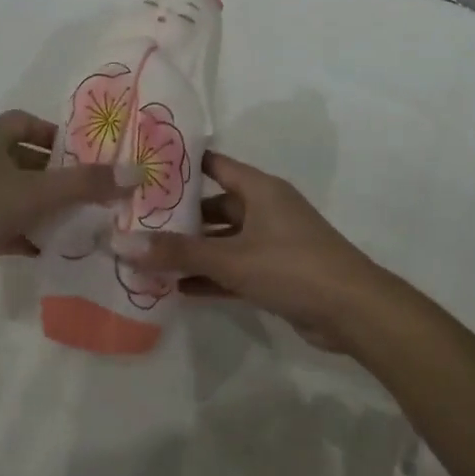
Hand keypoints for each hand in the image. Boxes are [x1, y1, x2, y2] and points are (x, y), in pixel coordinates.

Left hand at [0, 110, 130, 297]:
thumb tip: (135, 173)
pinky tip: (44, 250)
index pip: (28, 123)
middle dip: (54, 176)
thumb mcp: (37, 192)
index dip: (58, 136)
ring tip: (75, 223)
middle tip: (88, 193)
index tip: (86, 157)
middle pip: (23, 159)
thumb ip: (86, 184)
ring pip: (11, 193)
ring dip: (39, 207)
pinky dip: (19, 232)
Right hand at [112, 152, 395, 353]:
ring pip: (223, 240)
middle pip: (214, 205)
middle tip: (136, 222)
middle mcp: (265, 209)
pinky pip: (234, 268)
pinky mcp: (276, 273)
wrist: (352, 310)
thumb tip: (122, 244)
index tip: (144, 170)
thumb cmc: (292, 266)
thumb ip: (178, 252)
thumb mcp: (231, 258)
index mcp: (260, 189)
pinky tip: (178, 289)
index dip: (182, 166)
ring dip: (192, 251)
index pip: (214, 165)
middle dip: (180, 217)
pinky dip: (210, 276)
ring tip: (148, 258)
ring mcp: (271, 242)